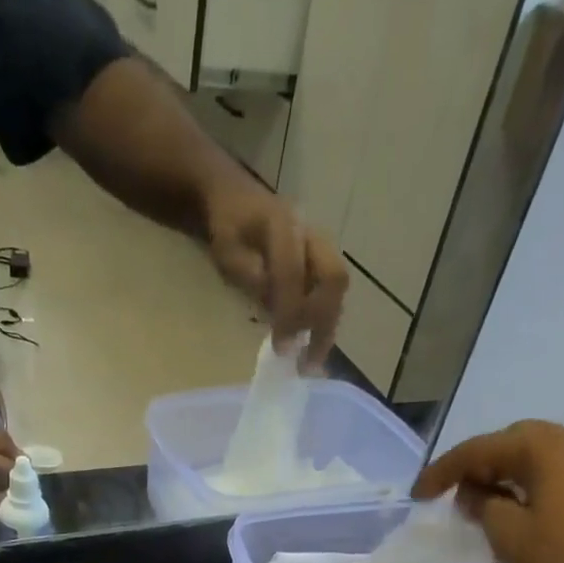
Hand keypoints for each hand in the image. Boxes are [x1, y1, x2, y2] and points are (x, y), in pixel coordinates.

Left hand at [205, 183, 347, 370]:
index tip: (282, 348)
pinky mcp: (322, 261)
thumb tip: (275, 310)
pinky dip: (323, 320)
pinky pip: (330, 292)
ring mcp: (320, 246)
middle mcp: (310, 233)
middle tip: (308, 361)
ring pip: (337, 288)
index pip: (292, 273)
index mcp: (283, 225)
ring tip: (311, 360)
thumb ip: (249, 276)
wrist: (238, 201)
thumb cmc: (229, 229)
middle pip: (333, 278)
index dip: (289, 312)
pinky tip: (310, 344)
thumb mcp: (227, 252)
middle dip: (322, 322)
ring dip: (327, 326)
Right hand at [412, 420, 563, 562]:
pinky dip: (530, 498)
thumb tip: (476, 493)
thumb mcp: (512, 539)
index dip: (442, 472)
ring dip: (504, 485)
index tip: (417, 498)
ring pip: (536, 467)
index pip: (478, 448)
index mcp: (544, 448)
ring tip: (482, 515)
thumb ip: (484, 509)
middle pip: (511, 446)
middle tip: (451, 500)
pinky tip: (521, 528)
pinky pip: (557, 485)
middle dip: (476, 469)